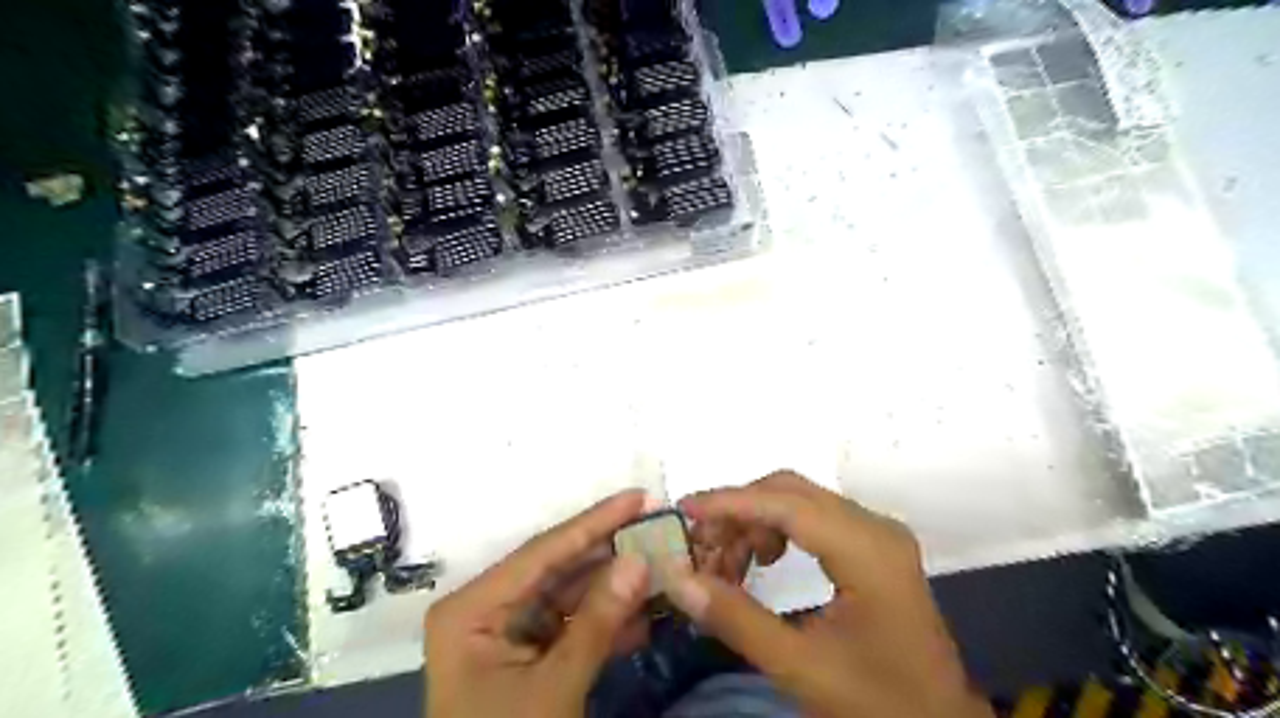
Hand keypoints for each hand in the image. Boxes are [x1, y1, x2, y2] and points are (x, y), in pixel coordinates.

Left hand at [425, 491, 652, 717]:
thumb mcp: (554, 688)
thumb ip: (598, 620)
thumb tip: (639, 560)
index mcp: (472, 608)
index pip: (542, 552)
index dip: (594, 522)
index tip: (637, 496)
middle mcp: (487, 609)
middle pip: (558, 568)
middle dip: (610, 551)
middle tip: (656, 523)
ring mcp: (508, 632)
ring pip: (570, 595)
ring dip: (615, 585)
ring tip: (662, 560)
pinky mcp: (528, 654)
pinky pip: (572, 625)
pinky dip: (607, 620)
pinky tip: (645, 608)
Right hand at [665, 471, 994, 717]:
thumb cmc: (876, 702)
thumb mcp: (799, 667)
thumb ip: (734, 618)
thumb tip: (677, 578)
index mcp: (867, 551)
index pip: (786, 504)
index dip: (730, 502)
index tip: (683, 510)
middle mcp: (874, 526)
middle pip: (790, 491)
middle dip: (738, 512)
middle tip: (701, 546)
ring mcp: (875, 533)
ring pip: (798, 501)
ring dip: (755, 522)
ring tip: (726, 565)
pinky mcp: (872, 544)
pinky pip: (813, 518)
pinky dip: (777, 531)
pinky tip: (762, 562)